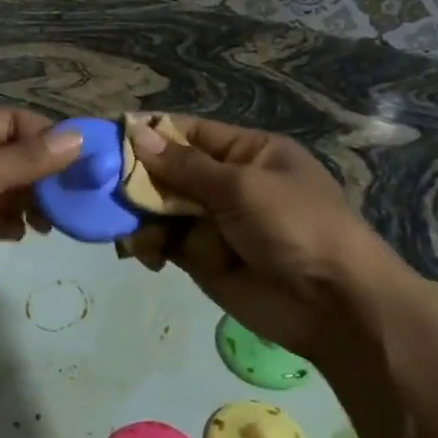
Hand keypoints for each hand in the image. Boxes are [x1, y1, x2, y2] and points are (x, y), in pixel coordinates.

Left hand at [0, 109, 80, 317]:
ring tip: (57, 219)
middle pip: (18, 157)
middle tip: (81, 194)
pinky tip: (28, 233)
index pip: (16, 122)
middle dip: (48, 173)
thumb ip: (29, 159)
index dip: (49, 137)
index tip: (84, 159)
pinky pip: (3, 219)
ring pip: (13, 190)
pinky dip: (18, 224)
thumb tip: (79, 137)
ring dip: (37, 201)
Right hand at [126, 115, 411, 367]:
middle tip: (101, 182)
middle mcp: (228, 183)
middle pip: (169, 171)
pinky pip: (164, 242)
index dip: (152, 133)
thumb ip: (185, 166)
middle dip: (138, 176)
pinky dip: (147, 244)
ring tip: (119, 221)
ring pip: (160, 208)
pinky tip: (140, 251)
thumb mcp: (242, 187)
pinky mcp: (202, 258)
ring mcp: (213, 222)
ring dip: (138, 212)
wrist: (336, 305)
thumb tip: (137, 132)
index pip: (190, 133)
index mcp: (249, 153)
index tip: (111, 134)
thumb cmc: (297, 227)